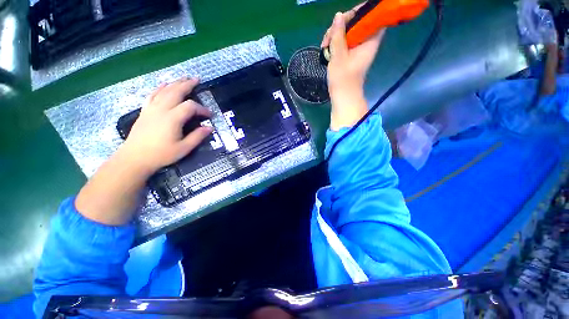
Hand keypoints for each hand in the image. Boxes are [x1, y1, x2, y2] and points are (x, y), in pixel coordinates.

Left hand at [121, 78, 212, 174]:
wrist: (134, 158)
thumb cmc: (161, 154)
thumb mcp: (184, 148)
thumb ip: (197, 136)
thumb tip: (210, 128)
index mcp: (172, 118)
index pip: (190, 107)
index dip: (202, 109)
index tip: (209, 115)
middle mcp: (162, 109)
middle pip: (176, 92)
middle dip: (187, 84)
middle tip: (197, 79)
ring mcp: (151, 109)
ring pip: (164, 91)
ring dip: (175, 83)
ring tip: (184, 78)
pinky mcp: (145, 111)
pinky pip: (152, 95)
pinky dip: (159, 88)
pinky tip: (164, 84)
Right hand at [321, 7, 384, 129]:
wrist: (343, 97)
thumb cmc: (343, 80)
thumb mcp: (338, 56)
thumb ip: (338, 35)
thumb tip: (338, 15)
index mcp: (369, 40)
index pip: (372, 16)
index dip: (360, 12)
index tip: (344, 18)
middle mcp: (365, 41)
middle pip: (356, 22)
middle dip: (340, 25)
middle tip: (328, 37)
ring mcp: (357, 48)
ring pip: (347, 31)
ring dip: (334, 35)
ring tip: (323, 46)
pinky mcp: (350, 54)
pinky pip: (343, 41)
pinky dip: (334, 43)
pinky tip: (325, 49)